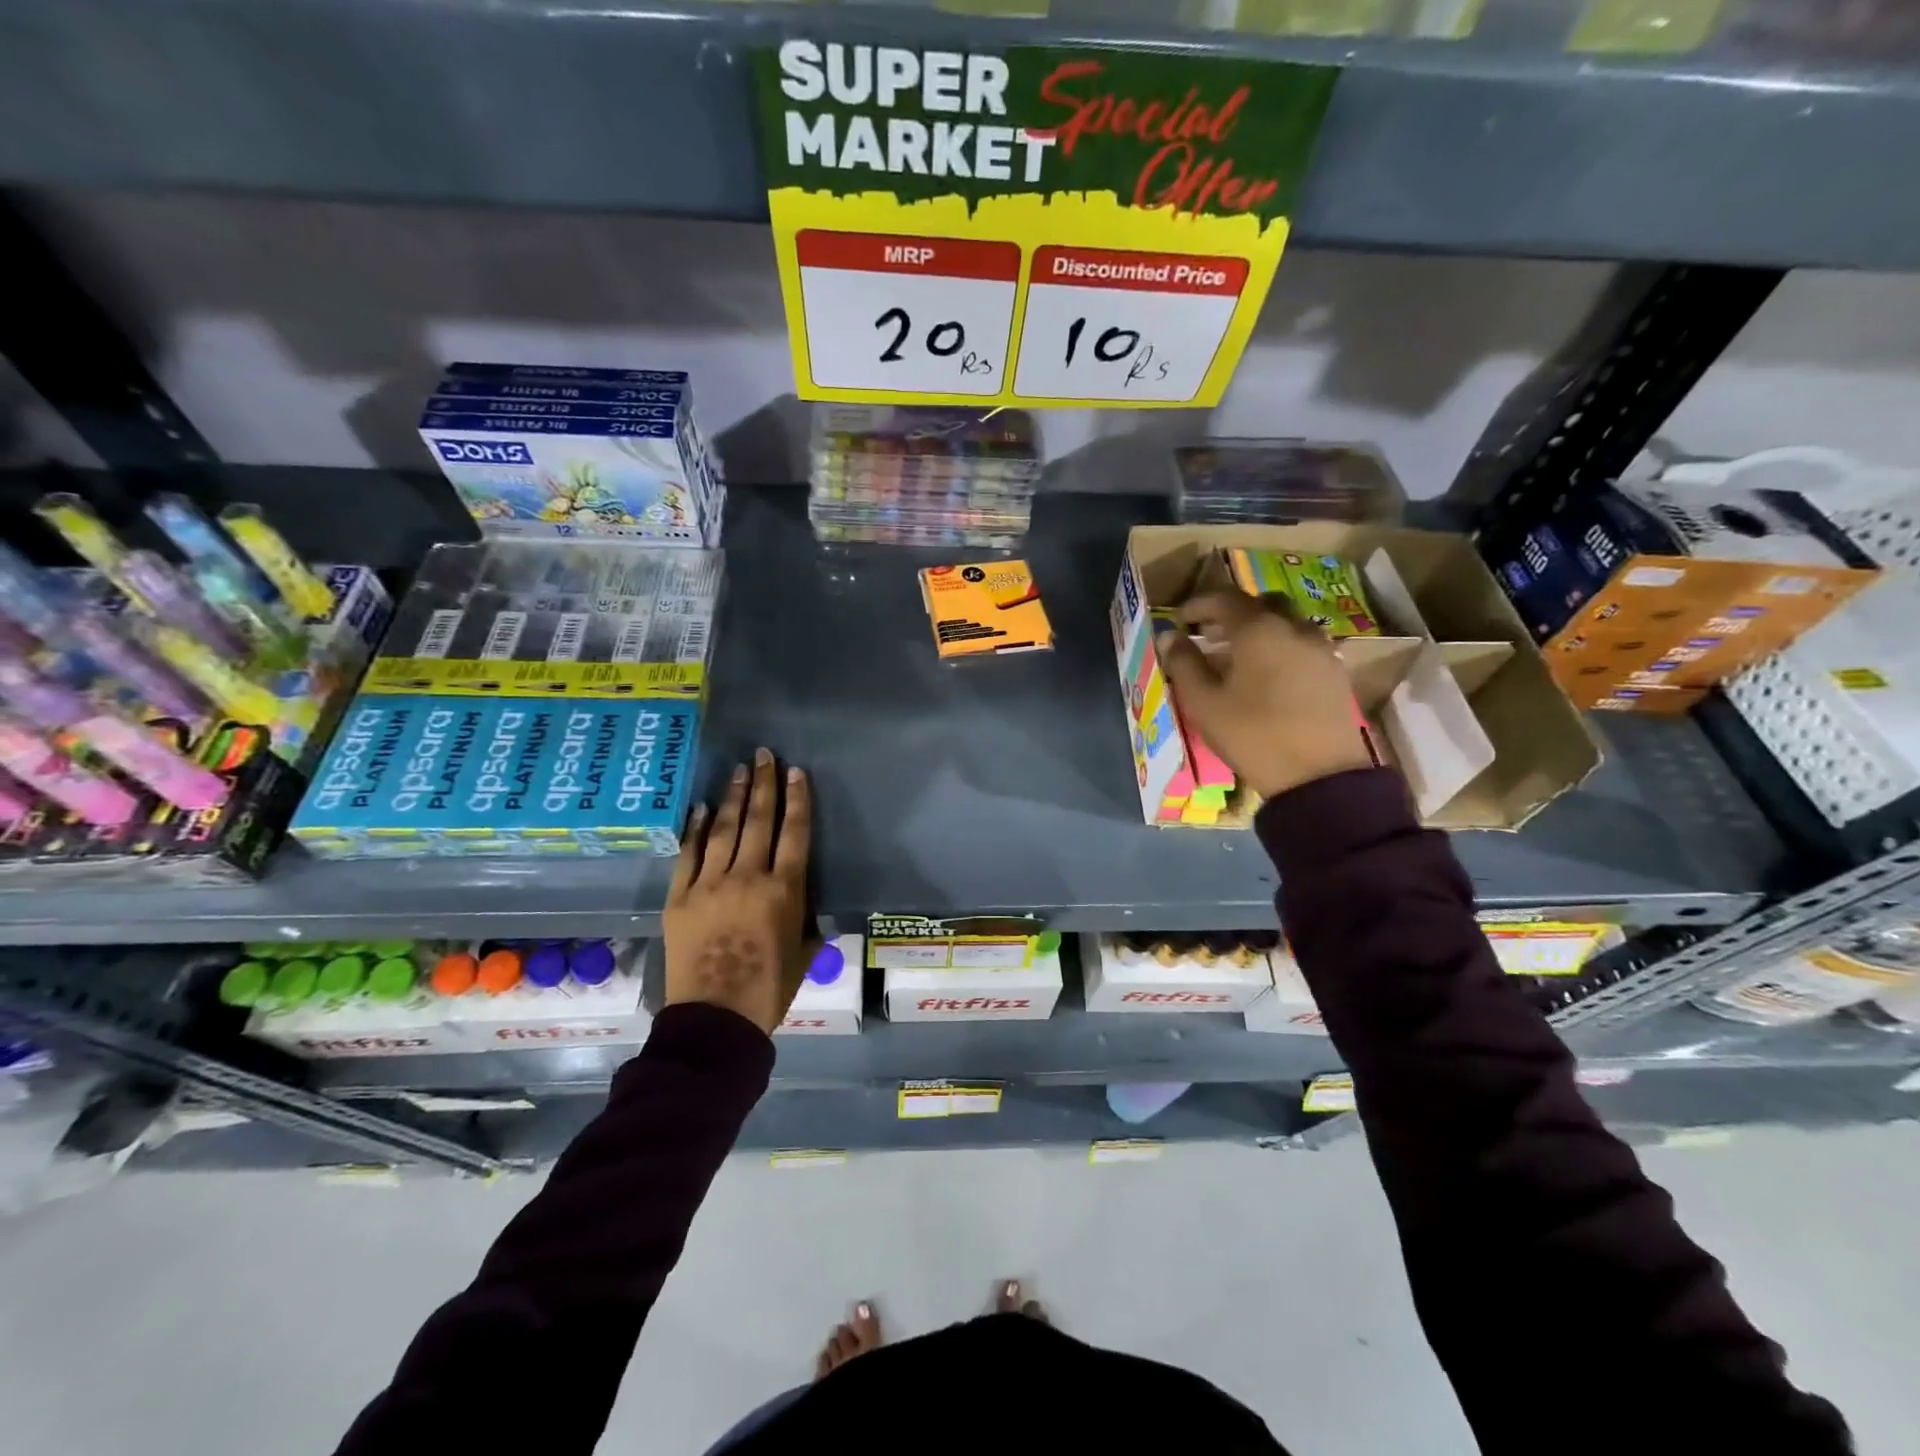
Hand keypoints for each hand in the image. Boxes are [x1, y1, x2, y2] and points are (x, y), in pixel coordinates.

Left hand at [664, 748, 815, 1034]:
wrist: (715, 1019)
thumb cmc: (769, 990)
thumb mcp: (803, 953)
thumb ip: (805, 921)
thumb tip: (803, 904)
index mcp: (784, 890)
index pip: (795, 832)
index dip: (798, 799)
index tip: (796, 772)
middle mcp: (748, 877)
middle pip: (759, 820)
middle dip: (764, 784)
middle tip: (764, 755)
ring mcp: (710, 884)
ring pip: (725, 829)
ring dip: (734, 797)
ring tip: (739, 770)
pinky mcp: (679, 897)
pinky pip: (689, 854)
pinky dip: (697, 829)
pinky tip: (704, 808)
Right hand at [1156, 591, 1374, 799]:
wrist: (1318, 775)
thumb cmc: (1252, 735)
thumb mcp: (1204, 703)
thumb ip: (1184, 664)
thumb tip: (1169, 637)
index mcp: (1259, 630)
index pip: (1225, 599)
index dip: (1198, 605)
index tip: (1180, 620)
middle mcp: (1294, 628)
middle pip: (1261, 605)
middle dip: (1232, 614)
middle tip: (1210, 634)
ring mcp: (1321, 649)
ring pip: (1286, 624)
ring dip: (1259, 631)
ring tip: (1237, 658)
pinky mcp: (1334, 673)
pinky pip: (1302, 646)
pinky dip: (1279, 648)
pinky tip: (1266, 676)